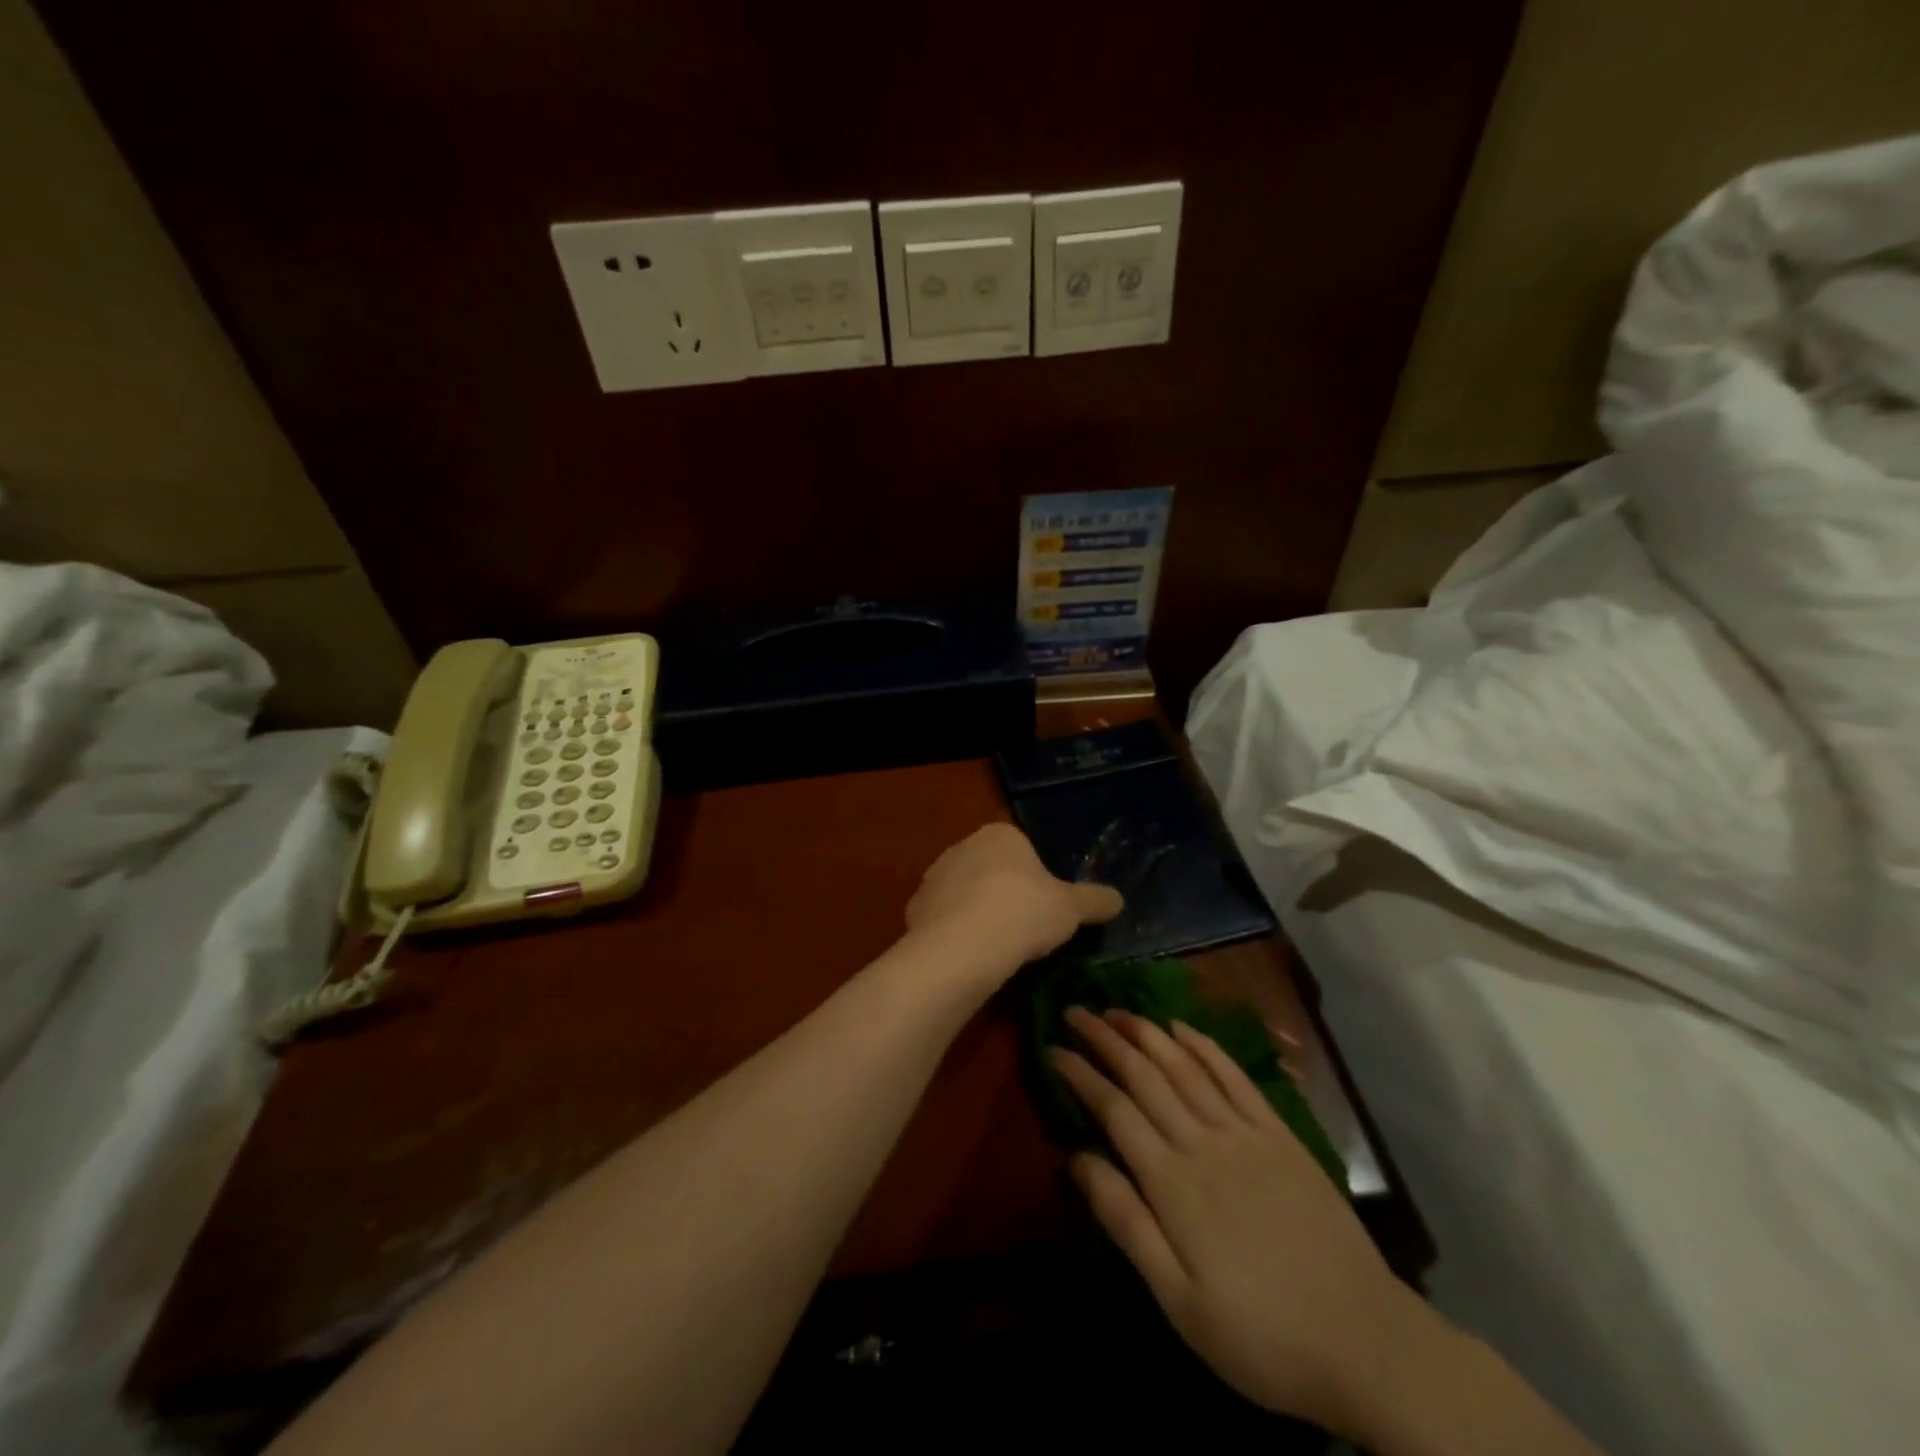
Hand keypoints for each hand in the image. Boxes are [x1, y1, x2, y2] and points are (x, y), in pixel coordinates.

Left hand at [905, 824, 1122, 977]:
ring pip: (964, 894)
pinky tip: (968, 956)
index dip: (1035, 880)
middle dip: (1004, 895)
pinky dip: (954, 933)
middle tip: (1023, 930)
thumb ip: (1095, 900)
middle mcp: (962, 846)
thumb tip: (1118, 899)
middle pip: (990, 870)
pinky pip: (942, 918)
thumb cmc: (1024, 912)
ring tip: (996, 948)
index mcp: (1000, 835)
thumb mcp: (1071, 908)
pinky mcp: (915, 907)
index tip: (1043, 909)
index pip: (1022, 850)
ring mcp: (934, 876)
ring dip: (977, 914)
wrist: (964, 945)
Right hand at [1051, 1008, 1445, 1440]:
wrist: (1364, 1342)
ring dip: (1147, 1032)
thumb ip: (1126, 1221)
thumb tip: (1076, 1158)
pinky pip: (1234, 1076)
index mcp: (1173, 1182)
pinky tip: (1182, 1027)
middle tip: (1076, 1011)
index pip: (1114, 1109)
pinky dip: (1204, 1046)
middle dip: (1106, 1039)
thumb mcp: (1179, 1300)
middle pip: (1145, 1075)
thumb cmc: (1259, 1333)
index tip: (1053, 1048)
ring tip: (1117, 1009)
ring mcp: (1244, 1132)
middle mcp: (1203, 1141)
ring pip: (1184, 1065)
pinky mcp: (1279, 1133)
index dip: (1081, 1074)